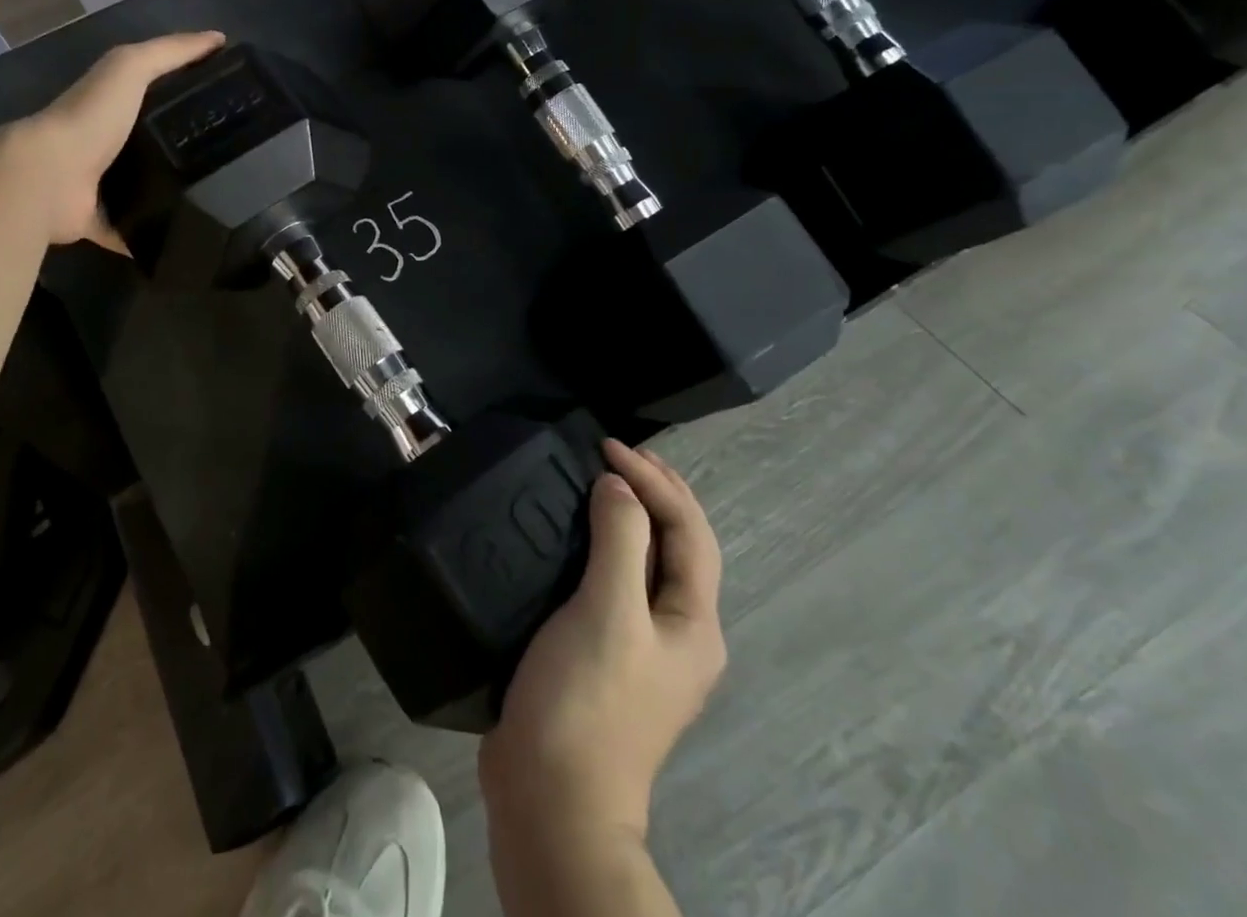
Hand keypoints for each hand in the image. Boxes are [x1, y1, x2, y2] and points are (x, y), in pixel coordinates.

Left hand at [5, 31, 224, 248]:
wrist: (48, 175)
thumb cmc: (91, 116)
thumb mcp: (130, 68)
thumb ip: (170, 52)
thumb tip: (218, 39)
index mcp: (112, 107)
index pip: (155, 97)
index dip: (187, 96)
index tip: (228, 107)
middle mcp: (105, 145)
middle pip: (152, 145)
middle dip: (184, 151)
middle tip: (233, 160)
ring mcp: (99, 186)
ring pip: (143, 190)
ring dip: (169, 195)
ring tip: (218, 201)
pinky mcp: (98, 222)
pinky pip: (130, 232)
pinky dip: (149, 238)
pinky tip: (184, 239)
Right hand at [479, 440, 725, 842]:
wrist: (552, 800)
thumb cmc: (587, 699)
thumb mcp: (608, 611)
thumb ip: (619, 540)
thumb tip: (619, 487)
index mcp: (694, 624)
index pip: (689, 531)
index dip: (654, 481)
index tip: (607, 447)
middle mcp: (679, 635)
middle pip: (678, 547)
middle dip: (655, 493)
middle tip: (615, 452)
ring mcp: (642, 650)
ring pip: (645, 564)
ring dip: (629, 517)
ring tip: (598, 482)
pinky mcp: (604, 658)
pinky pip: (613, 583)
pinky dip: (602, 547)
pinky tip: (574, 539)